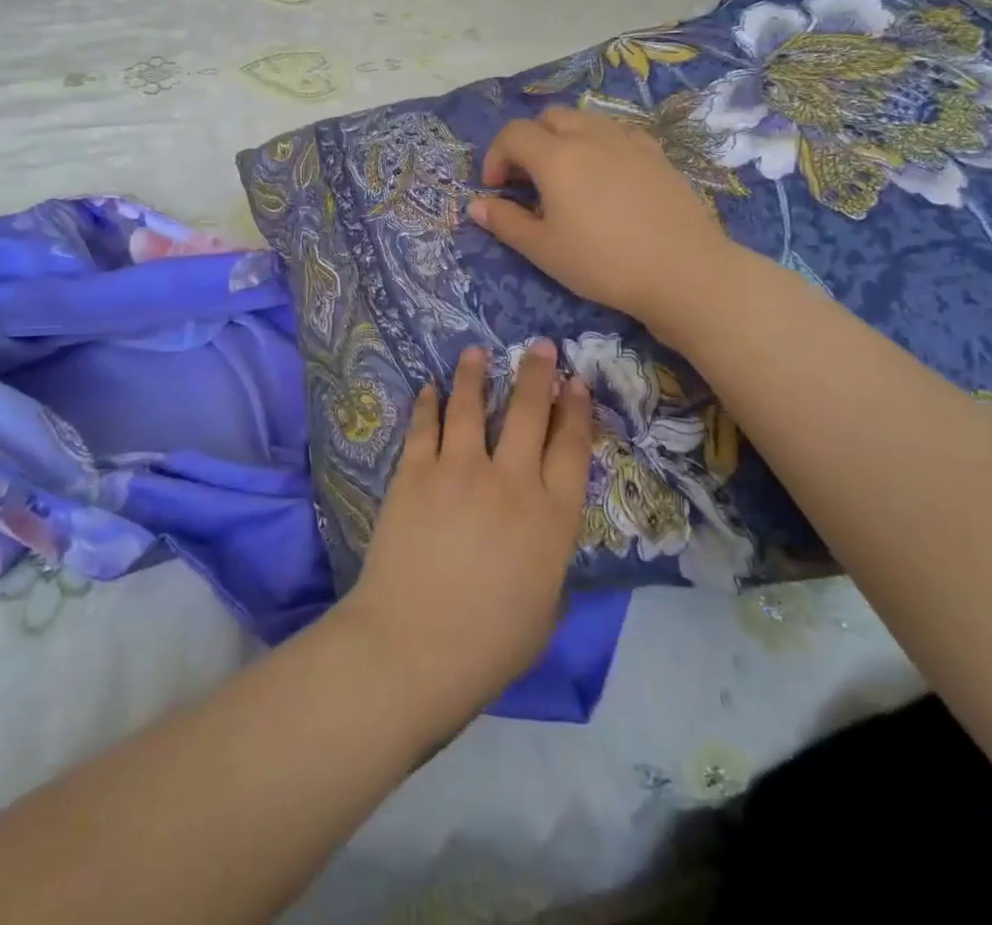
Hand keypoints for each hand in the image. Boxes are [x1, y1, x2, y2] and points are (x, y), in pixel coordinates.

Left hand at [335, 342, 592, 736]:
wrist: (415, 644)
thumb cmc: (491, 643)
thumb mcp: (546, 607)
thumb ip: (549, 560)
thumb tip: (542, 536)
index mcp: (552, 517)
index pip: (572, 449)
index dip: (576, 412)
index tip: (576, 384)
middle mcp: (510, 481)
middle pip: (528, 413)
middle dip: (536, 374)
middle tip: (539, 347)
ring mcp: (459, 470)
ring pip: (471, 406)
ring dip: (475, 375)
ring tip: (476, 351)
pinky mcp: (415, 472)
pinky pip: (424, 426)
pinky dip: (428, 403)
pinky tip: (430, 388)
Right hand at [467, 106, 733, 333]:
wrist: (683, 271)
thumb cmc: (603, 262)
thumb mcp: (544, 249)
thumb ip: (505, 222)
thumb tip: (475, 205)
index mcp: (557, 157)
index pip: (513, 134)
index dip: (496, 157)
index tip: (497, 189)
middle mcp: (591, 136)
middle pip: (548, 118)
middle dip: (529, 142)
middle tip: (528, 180)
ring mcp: (628, 140)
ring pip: (585, 120)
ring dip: (563, 138)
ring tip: (566, 177)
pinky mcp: (656, 153)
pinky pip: (616, 133)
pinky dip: (598, 144)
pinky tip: (606, 177)